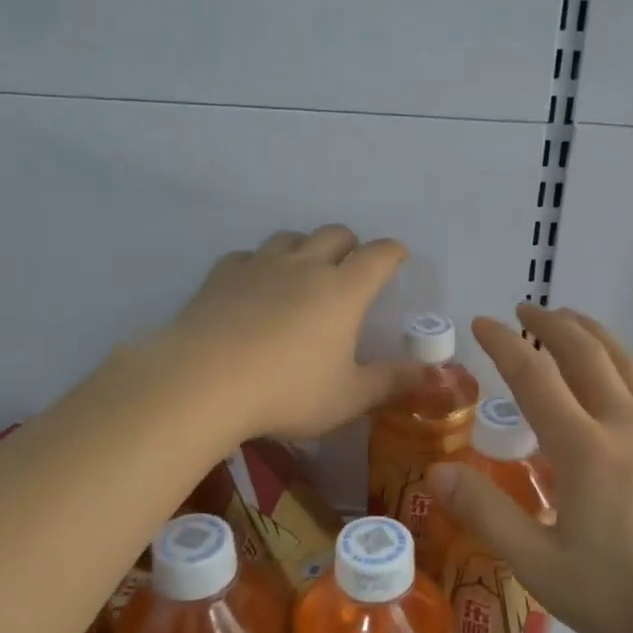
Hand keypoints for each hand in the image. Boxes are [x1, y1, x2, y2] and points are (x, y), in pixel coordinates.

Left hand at [160, 226, 421, 442]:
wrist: (202, 382)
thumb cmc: (286, 392)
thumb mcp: (347, 398)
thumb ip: (390, 382)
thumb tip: (430, 373)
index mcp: (343, 290)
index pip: (378, 256)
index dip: (393, 252)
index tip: (399, 257)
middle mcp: (305, 266)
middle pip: (335, 234)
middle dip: (351, 245)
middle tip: (352, 267)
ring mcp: (260, 265)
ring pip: (290, 238)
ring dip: (305, 247)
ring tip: (304, 271)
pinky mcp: (222, 275)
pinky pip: (248, 256)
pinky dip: (260, 264)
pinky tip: (254, 286)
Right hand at [427, 304, 632, 632]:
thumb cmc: (627, 596)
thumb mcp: (542, 568)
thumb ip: (487, 514)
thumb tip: (437, 472)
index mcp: (585, 447)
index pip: (535, 377)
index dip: (504, 345)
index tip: (482, 322)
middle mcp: (625, 423)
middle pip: (585, 353)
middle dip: (550, 325)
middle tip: (525, 310)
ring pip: (624, 361)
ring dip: (592, 334)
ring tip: (571, 322)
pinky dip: (626, 362)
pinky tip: (624, 373)